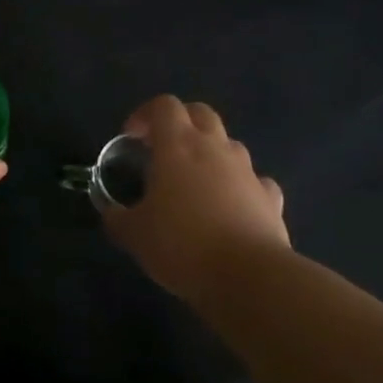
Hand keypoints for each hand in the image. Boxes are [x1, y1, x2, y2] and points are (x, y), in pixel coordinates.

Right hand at [101, 95, 288, 298]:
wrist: (248, 276)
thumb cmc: (181, 245)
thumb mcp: (134, 235)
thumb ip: (118, 218)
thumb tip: (111, 213)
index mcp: (178, 146)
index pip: (164, 106)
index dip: (145, 114)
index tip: (132, 138)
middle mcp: (215, 148)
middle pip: (201, 113)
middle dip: (181, 123)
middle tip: (163, 149)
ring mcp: (247, 171)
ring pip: (229, 144)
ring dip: (211, 153)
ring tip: (195, 182)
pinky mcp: (270, 198)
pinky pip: (255, 181)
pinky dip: (241, 186)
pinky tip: (232, 207)